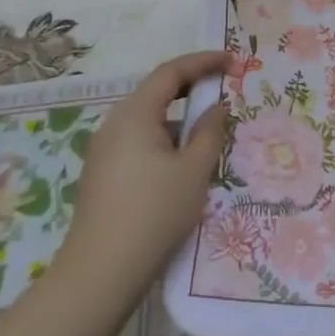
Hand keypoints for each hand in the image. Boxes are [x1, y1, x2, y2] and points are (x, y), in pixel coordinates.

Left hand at [61, 51, 230, 303]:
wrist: (101, 273)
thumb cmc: (154, 213)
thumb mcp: (194, 170)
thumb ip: (210, 131)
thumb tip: (216, 108)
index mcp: (134, 114)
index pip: (171, 72)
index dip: (204, 62)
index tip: (233, 62)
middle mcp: (114, 124)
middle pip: (157, 93)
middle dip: (192, 89)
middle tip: (224, 91)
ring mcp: (104, 151)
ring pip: (149, 121)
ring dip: (180, 120)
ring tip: (210, 136)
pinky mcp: (103, 174)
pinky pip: (139, 143)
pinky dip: (165, 142)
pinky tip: (184, 166)